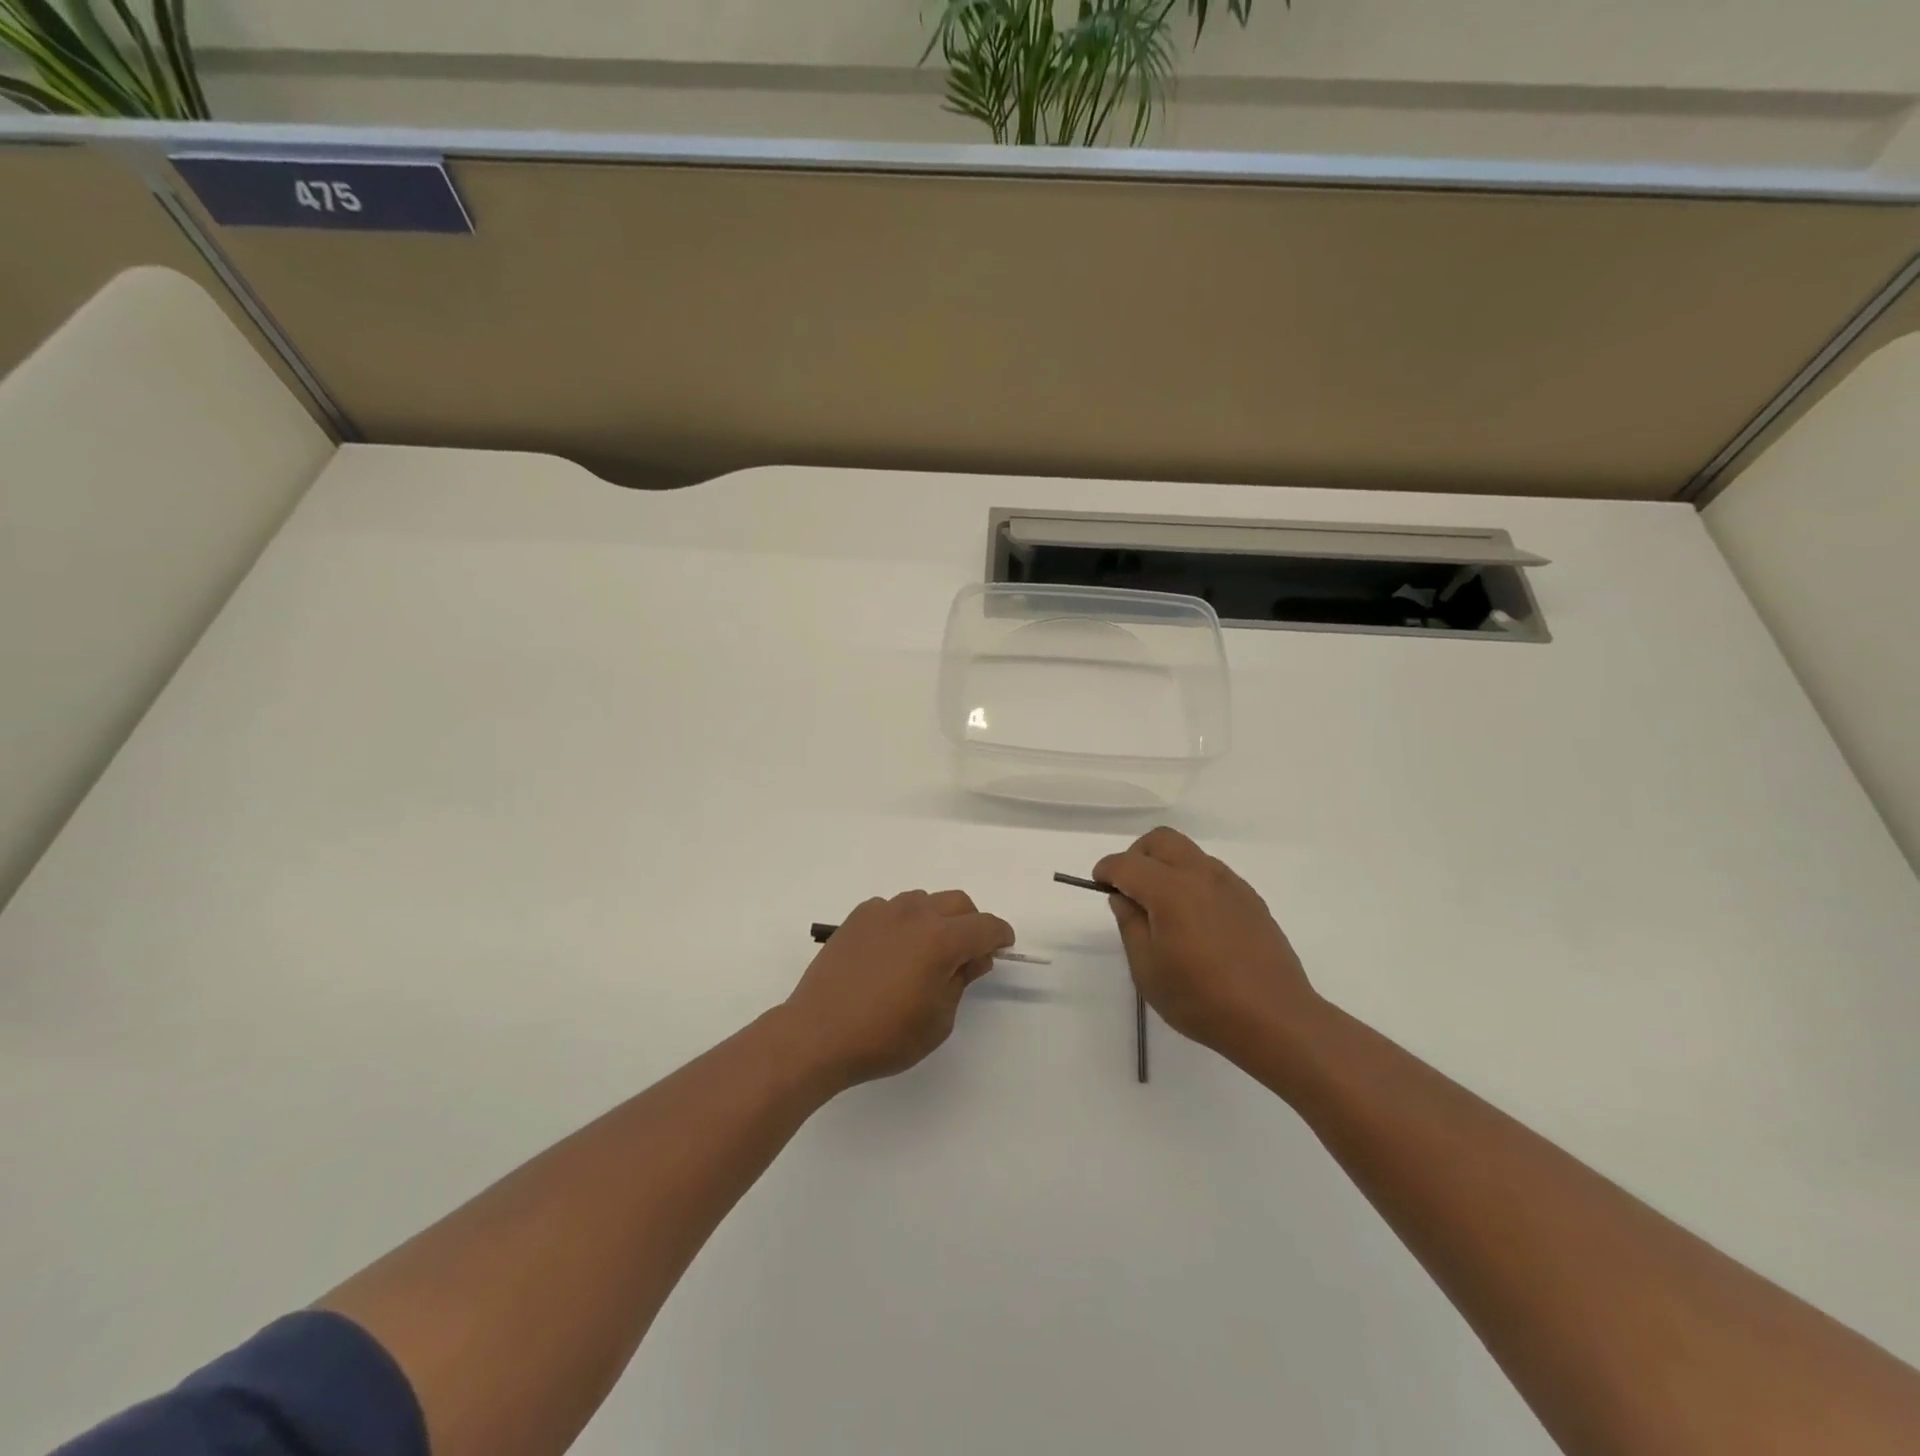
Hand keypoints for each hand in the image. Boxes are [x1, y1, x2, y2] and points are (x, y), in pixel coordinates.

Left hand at [783, 890, 1014, 1089]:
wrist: (818, 1034)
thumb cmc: (884, 1036)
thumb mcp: (938, 1020)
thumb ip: (961, 981)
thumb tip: (973, 957)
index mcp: (941, 940)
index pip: (985, 926)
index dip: (1000, 935)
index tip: (1004, 947)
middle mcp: (915, 915)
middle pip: (958, 903)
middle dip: (971, 923)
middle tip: (967, 954)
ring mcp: (882, 912)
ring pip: (924, 900)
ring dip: (937, 919)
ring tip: (926, 952)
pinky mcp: (857, 917)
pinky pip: (892, 908)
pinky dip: (904, 922)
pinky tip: (893, 951)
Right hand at [1093, 828, 1319, 1062]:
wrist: (1275, 1019)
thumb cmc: (1201, 999)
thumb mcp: (1147, 969)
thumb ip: (1130, 925)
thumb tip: (1124, 897)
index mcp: (1170, 890)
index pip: (1127, 863)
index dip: (1107, 870)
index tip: (1099, 885)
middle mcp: (1200, 875)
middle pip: (1160, 840)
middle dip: (1136, 855)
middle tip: (1129, 888)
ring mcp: (1230, 884)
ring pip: (1188, 852)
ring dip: (1166, 865)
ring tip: (1162, 907)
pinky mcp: (1250, 898)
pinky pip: (1211, 872)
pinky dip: (1191, 880)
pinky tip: (1194, 920)